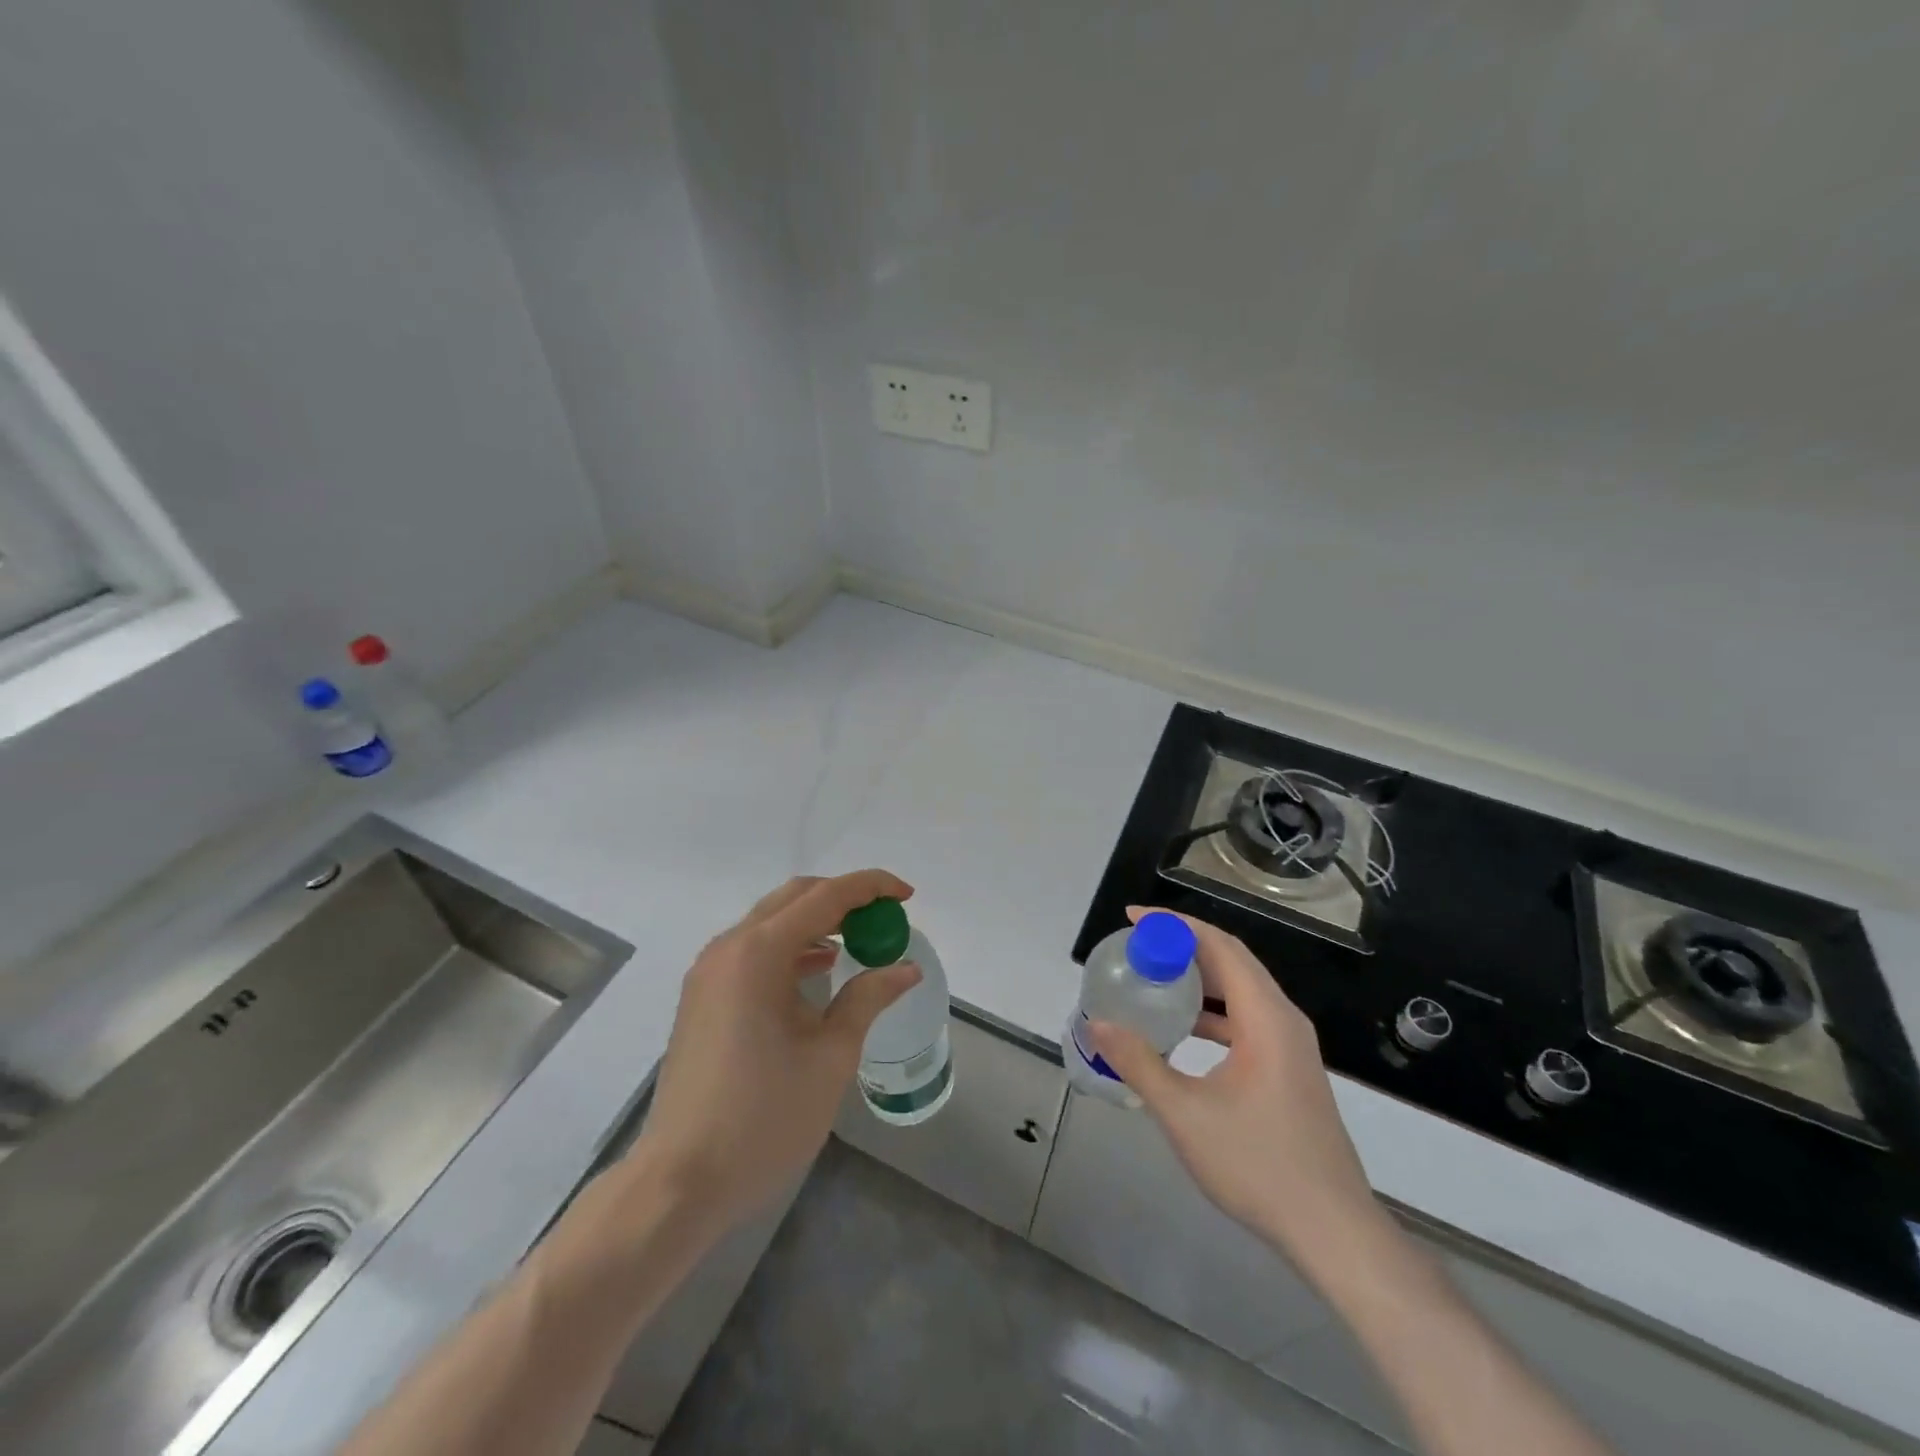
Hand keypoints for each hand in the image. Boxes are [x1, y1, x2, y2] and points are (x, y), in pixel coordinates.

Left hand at [630, 870, 920, 1233]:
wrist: (680, 1182)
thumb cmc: (764, 1117)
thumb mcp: (831, 1056)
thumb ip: (867, 999)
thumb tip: (905, 969)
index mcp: (759, 953)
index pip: (825, 897)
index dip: (870, 887)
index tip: (907, 896)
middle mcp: (728, 948)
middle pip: (794, 898)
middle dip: (844, 899)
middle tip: (885, 919)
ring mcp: (709, 972)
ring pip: (771, 922)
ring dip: (817, 922)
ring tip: (859, 944)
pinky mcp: (702, 997)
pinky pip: (753, 951)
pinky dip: (791, 948)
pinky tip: (818, 972)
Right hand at [1088, 907, 1380, 1270]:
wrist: (1332, 1232)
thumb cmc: (1259, 1166)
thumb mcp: (1185, 1113)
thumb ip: (1139, 1064)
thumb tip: (1097, 1024)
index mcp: (1267, 1018)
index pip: (1220, 947)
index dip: (1175, 925)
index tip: (1133, 918)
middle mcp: (1284, 1021)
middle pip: (1232, 962)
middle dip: (1184, 946)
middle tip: (1137, 945)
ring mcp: (1291, 1047)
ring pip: (1241, 992)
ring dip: (1198, 979)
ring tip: (1153, 980)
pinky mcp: (1290, 1070)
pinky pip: (1246, 1020)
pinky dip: (1212, 1012)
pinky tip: (1182, 1030)